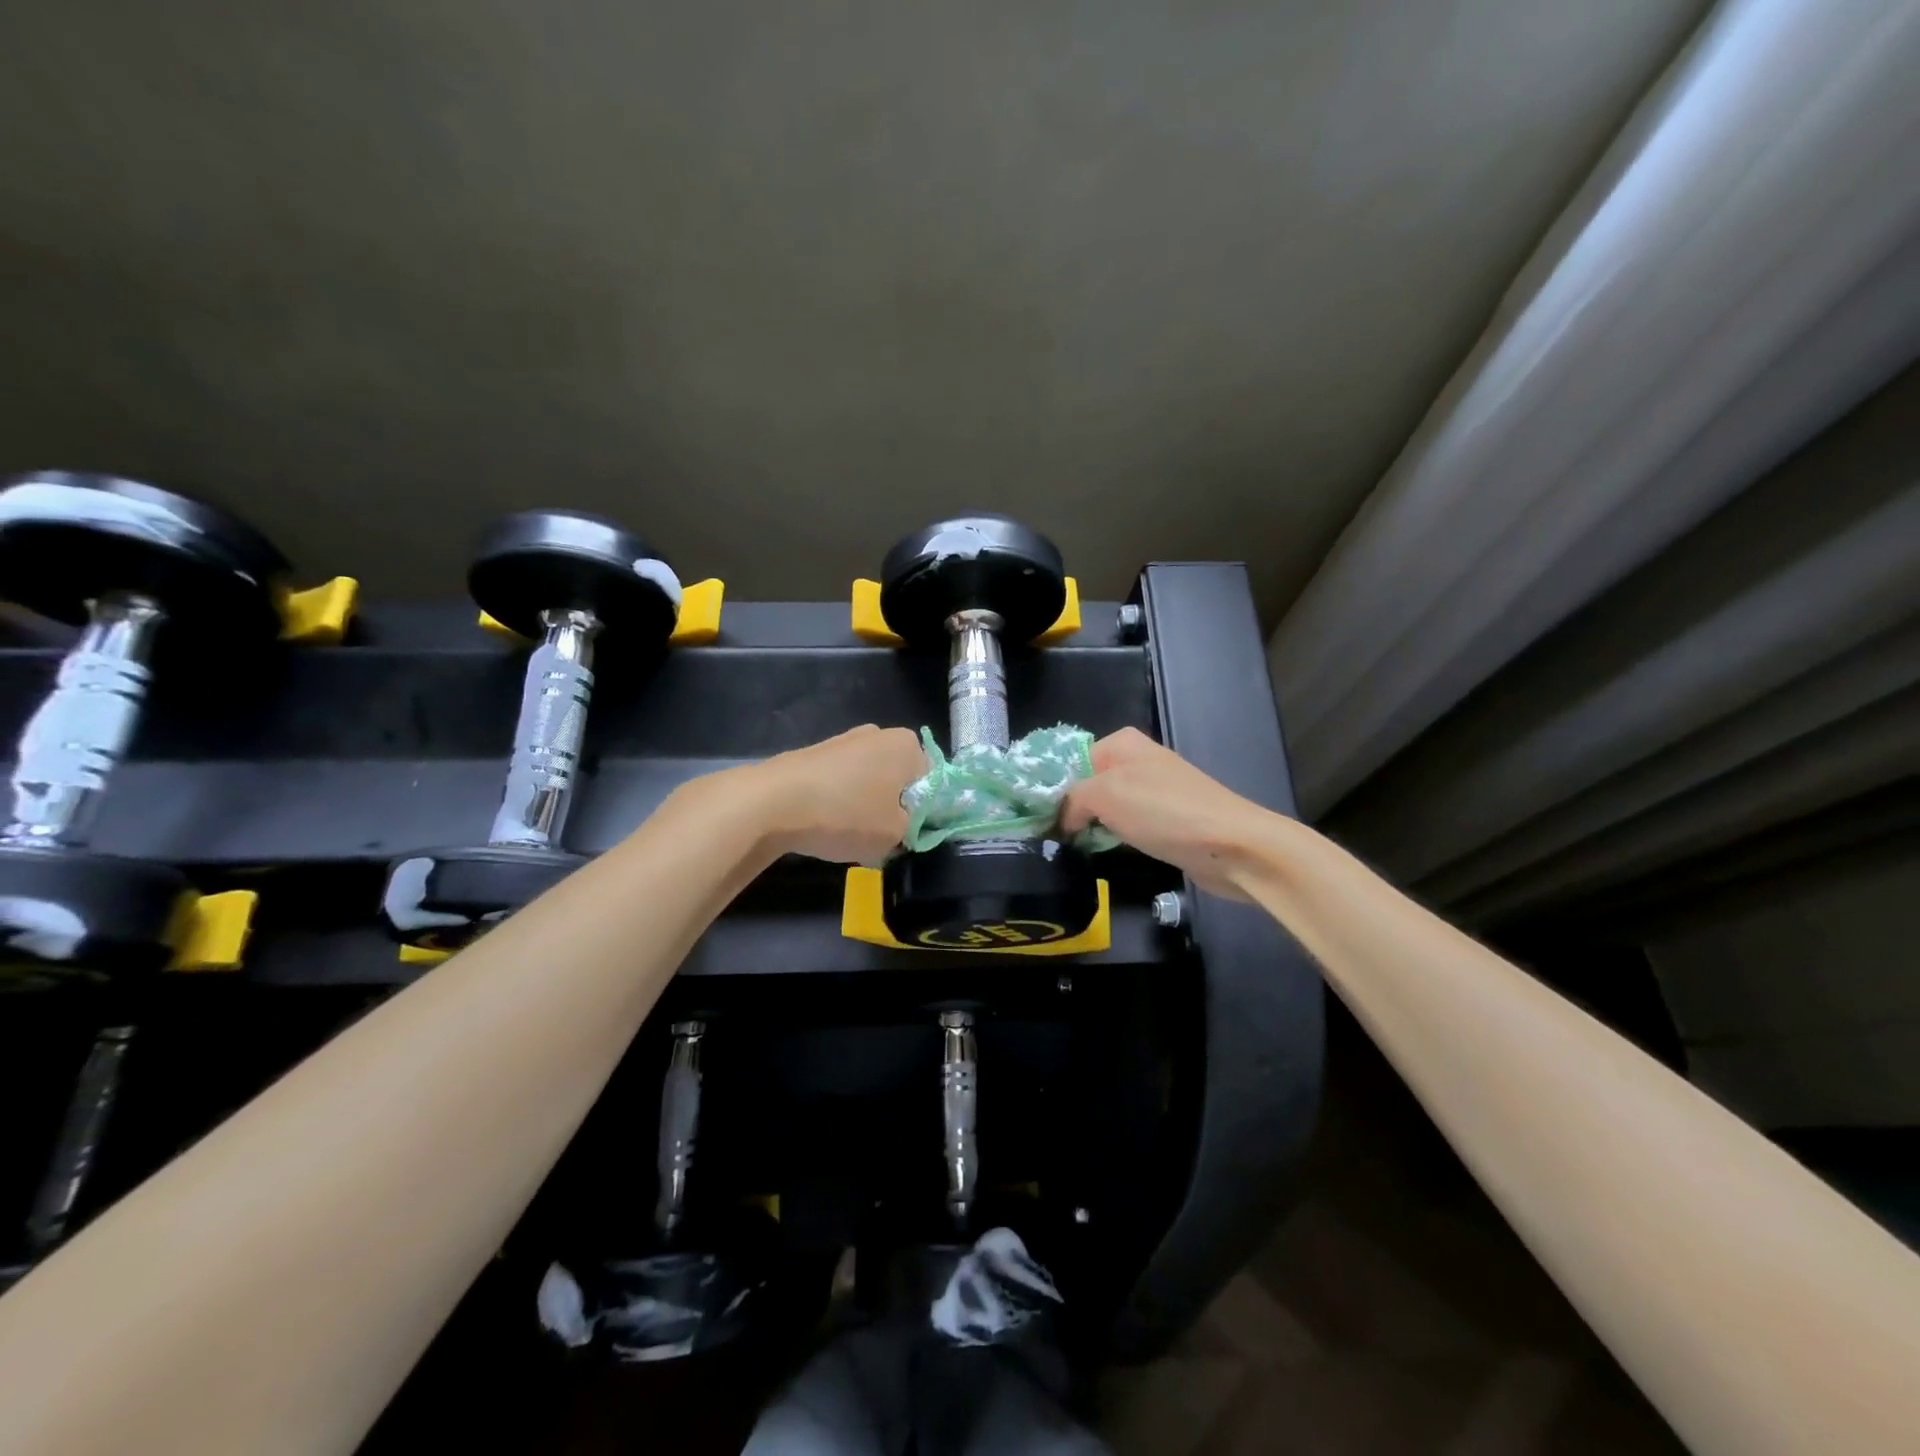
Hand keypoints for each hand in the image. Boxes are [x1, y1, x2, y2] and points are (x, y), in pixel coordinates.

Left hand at [747, 725, 926, 864]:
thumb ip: (913, 829)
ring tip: (848, 835)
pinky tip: (824, 826)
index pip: (933, 781)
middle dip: (894, 807)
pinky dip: (838, 803)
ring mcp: (843, 741)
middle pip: (899, 779)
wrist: (773, 802)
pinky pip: (840, 784)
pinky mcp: (814, 755)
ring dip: (865, 807)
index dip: (925, 813)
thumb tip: (905, 826)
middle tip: (882, 838)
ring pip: (868, 783)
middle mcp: (878, 734)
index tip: (909, 836)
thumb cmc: (846, 814)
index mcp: (907, 745)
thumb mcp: (895, 834)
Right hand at [1060, 728, 1270, 898]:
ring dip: (1094, 827)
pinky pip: (1130, 826)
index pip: (1072, 761)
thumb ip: (1073, 799)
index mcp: (1123, 743)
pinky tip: (1109, 853)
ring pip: (1109, 808)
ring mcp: (1156, 792)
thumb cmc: (1164, 812)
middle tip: (1053, 838)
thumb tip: (1064, 819)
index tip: (1039, 820)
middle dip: (1073, 810)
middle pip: (1089, 785)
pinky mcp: (1169, 820)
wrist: (1232, 846)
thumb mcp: (1105, 795)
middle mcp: (1139, 761)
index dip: (1055, 790)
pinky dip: (1118, 838)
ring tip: (1075, 849)